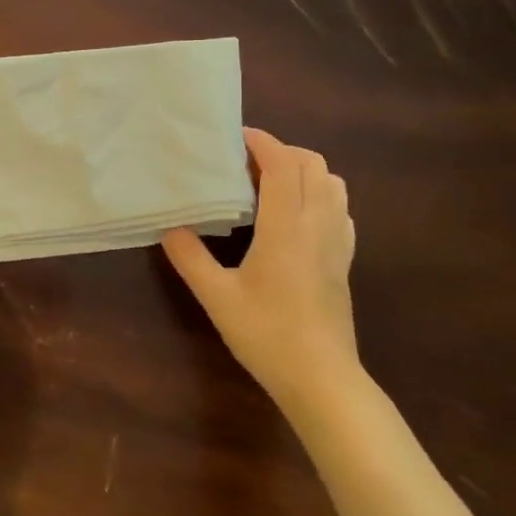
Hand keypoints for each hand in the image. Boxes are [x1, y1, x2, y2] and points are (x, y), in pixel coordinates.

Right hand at [162, 128, 359, 415]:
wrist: (321, 378)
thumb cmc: (267, 334)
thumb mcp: (217, 297)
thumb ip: (190, 257)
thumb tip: (170, 227)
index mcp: (287, 226)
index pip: (283, 164)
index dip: (262, 142)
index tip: (236, 137)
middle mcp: (318, 223)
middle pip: (313, 164)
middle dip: (282, 151)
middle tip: (247, 164)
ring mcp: (338, 241)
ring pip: (333, 183)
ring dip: (305, 170)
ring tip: (272, 184)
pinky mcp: (345, 259)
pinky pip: (340, 208)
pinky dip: (321, 194)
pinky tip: (297, 216)